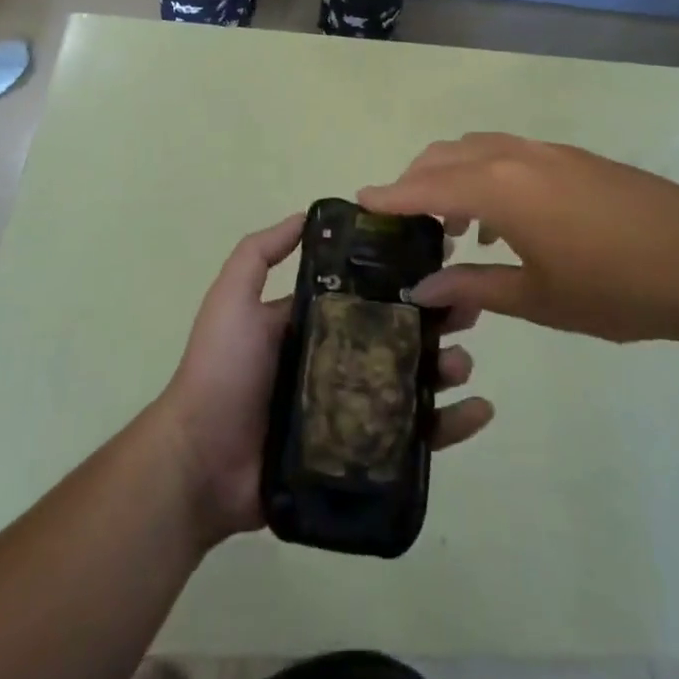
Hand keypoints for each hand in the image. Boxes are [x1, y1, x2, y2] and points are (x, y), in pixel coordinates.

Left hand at [155, 213, 493, 547]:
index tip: (441, 259)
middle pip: (402, 333)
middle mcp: (341, 358)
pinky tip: (478, 411)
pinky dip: (451, 425)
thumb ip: (258, 253)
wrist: (199, 463)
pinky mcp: (363, 452)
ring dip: (447, 366)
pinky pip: (415, 437)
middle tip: (468, 310)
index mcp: (318, 321)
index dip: (406, 276)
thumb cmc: (220, 372)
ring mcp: (354, 407)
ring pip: (415, 381)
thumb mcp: (232, 300)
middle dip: (438, 319)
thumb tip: (307, 215)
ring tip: (462, 362)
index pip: (372, 291)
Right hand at [360, 134, 678, 345]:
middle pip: (447, 155)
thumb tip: (424, 288)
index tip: (361, 201)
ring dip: (455, 176)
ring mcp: (549, 152)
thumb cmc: (617, 287)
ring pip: (480, 149)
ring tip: (454, 227)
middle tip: (406, 221)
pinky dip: (489, 175)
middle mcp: (517, 157)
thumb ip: (476, 288)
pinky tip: (506, 223)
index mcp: (500, 189)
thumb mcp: (540, 298)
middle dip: (418, 180)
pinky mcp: (576, 158)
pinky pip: (512, 155)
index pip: (427, 186)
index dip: (391, 195)